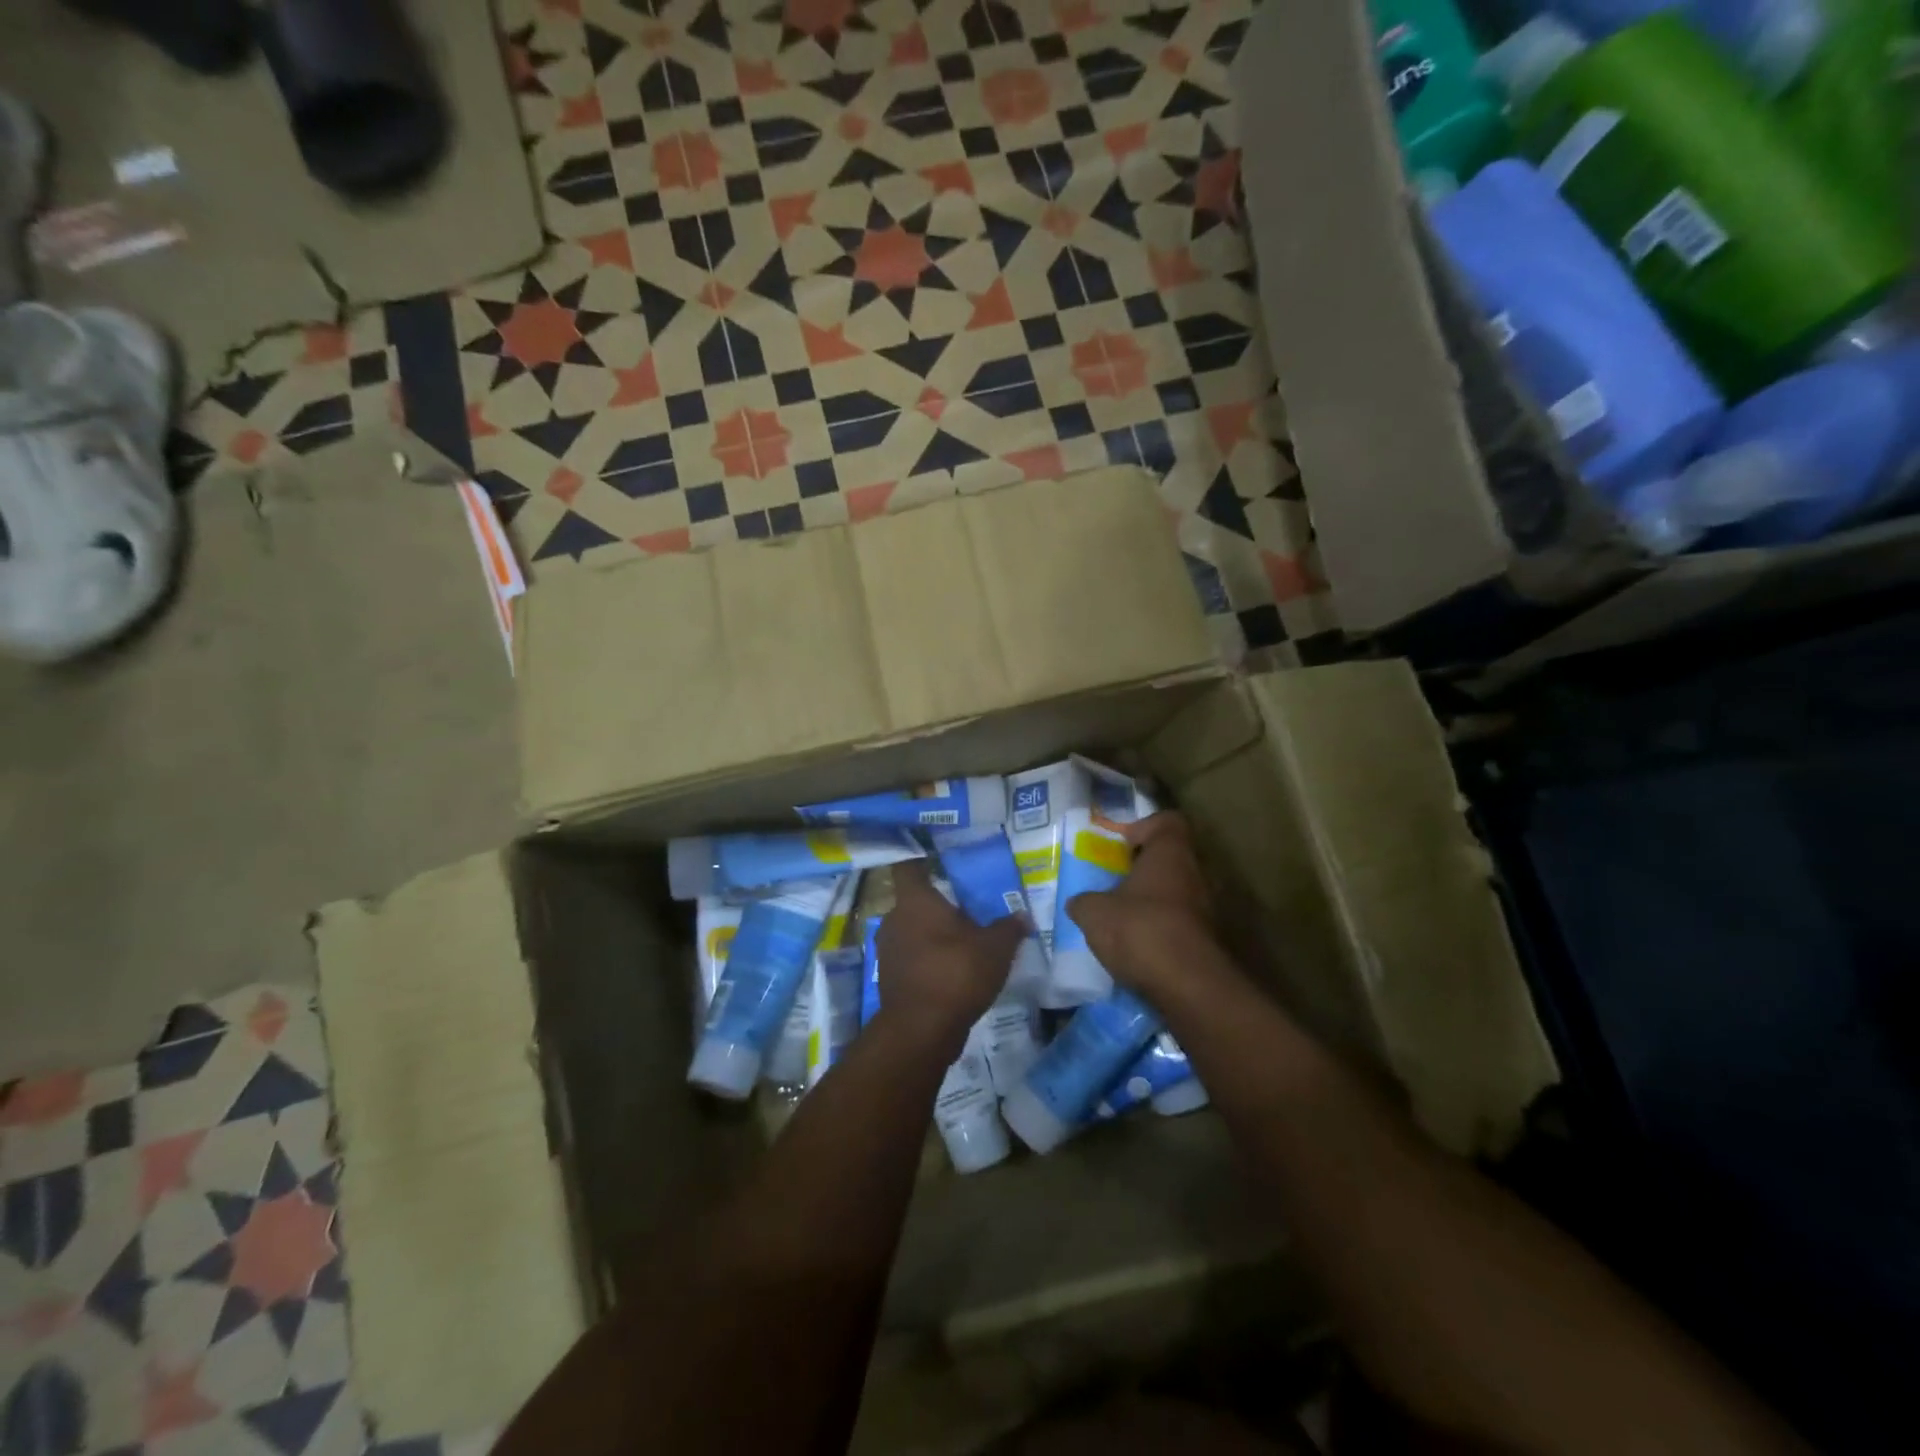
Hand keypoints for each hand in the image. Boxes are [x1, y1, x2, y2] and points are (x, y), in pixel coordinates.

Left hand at [874, 860, 1024, 1057]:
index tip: (939, 862)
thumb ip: (1008, 928)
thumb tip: (1022, 916)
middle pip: (913, 901)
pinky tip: (951, 970)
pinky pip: (911, 957)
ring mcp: (888, 950)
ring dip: (932, 934)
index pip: (908, 867)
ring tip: (962, 942)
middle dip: (937, 905)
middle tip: (966, 909)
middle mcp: (894, 919)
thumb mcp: (995, 948)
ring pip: (911, 930)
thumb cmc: (956, 973)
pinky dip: (927, 959)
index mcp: (915, 900)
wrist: (921, 1030)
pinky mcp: (890, 977)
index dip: (921, 861)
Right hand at [1064, 811, 1217, 995]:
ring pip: (1175, 891)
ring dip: (1151, 900)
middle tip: (1113, 882)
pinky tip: (1137, 945)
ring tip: (1121, 917)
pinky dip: (1161, 928)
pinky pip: (1180, 922)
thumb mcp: (1093, 913)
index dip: (1142, 827)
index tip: (1119, 845)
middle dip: (1142, 869)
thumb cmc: (1139, 930)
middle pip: (1170, 858)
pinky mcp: (1208, 940)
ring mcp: (1207, 907)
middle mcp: (1196, 873)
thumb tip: (1078, 903)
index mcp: (1170, 853)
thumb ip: (1084, 901)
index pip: (1166, 822)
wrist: (1188, 986)